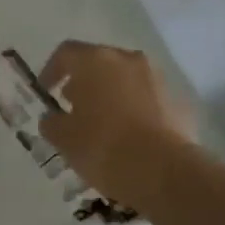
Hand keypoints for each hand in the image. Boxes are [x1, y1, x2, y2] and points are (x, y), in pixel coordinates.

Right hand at [38, 41, 193, 208]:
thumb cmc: (102, 146)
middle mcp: (128, 60)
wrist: (162, 171)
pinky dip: (135, 111)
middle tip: (73, 109)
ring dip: (111, 96)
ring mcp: (158, 79)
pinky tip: (129, 137)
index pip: (66, 53)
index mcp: (95, 60)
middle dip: (84, 83)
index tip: (46, 93)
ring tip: (101, 125)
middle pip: (99, 63)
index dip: (51, 71)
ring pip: (126, 80)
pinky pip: (148, 100)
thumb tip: (53, 118)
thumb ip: (52, 122)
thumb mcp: (63, 138)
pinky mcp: (178, 102)